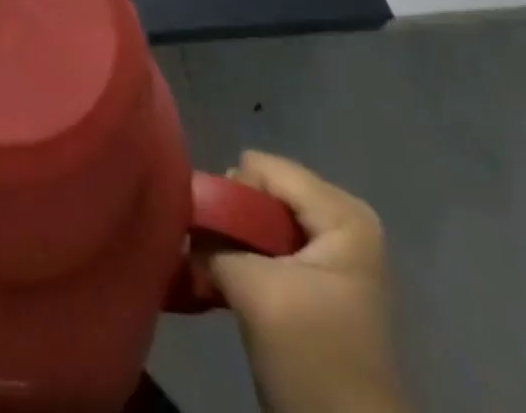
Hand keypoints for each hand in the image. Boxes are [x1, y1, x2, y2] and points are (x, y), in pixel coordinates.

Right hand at [205, 152, 408, 412]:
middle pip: (262, 190)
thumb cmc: (313, 358)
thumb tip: (182, 215)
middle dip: (231, 217)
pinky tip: (226, 280)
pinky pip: (269, 244)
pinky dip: (244, 258)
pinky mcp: (318, 278)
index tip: (208, 232)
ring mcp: (332, 251)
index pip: (262, 168)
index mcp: (342, 213)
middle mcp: (341, 220)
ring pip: (261, 219)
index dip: (230, 196)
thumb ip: (213, 240)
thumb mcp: (255, 291)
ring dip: (233, 241)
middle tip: (210, 252)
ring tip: (214, 268)